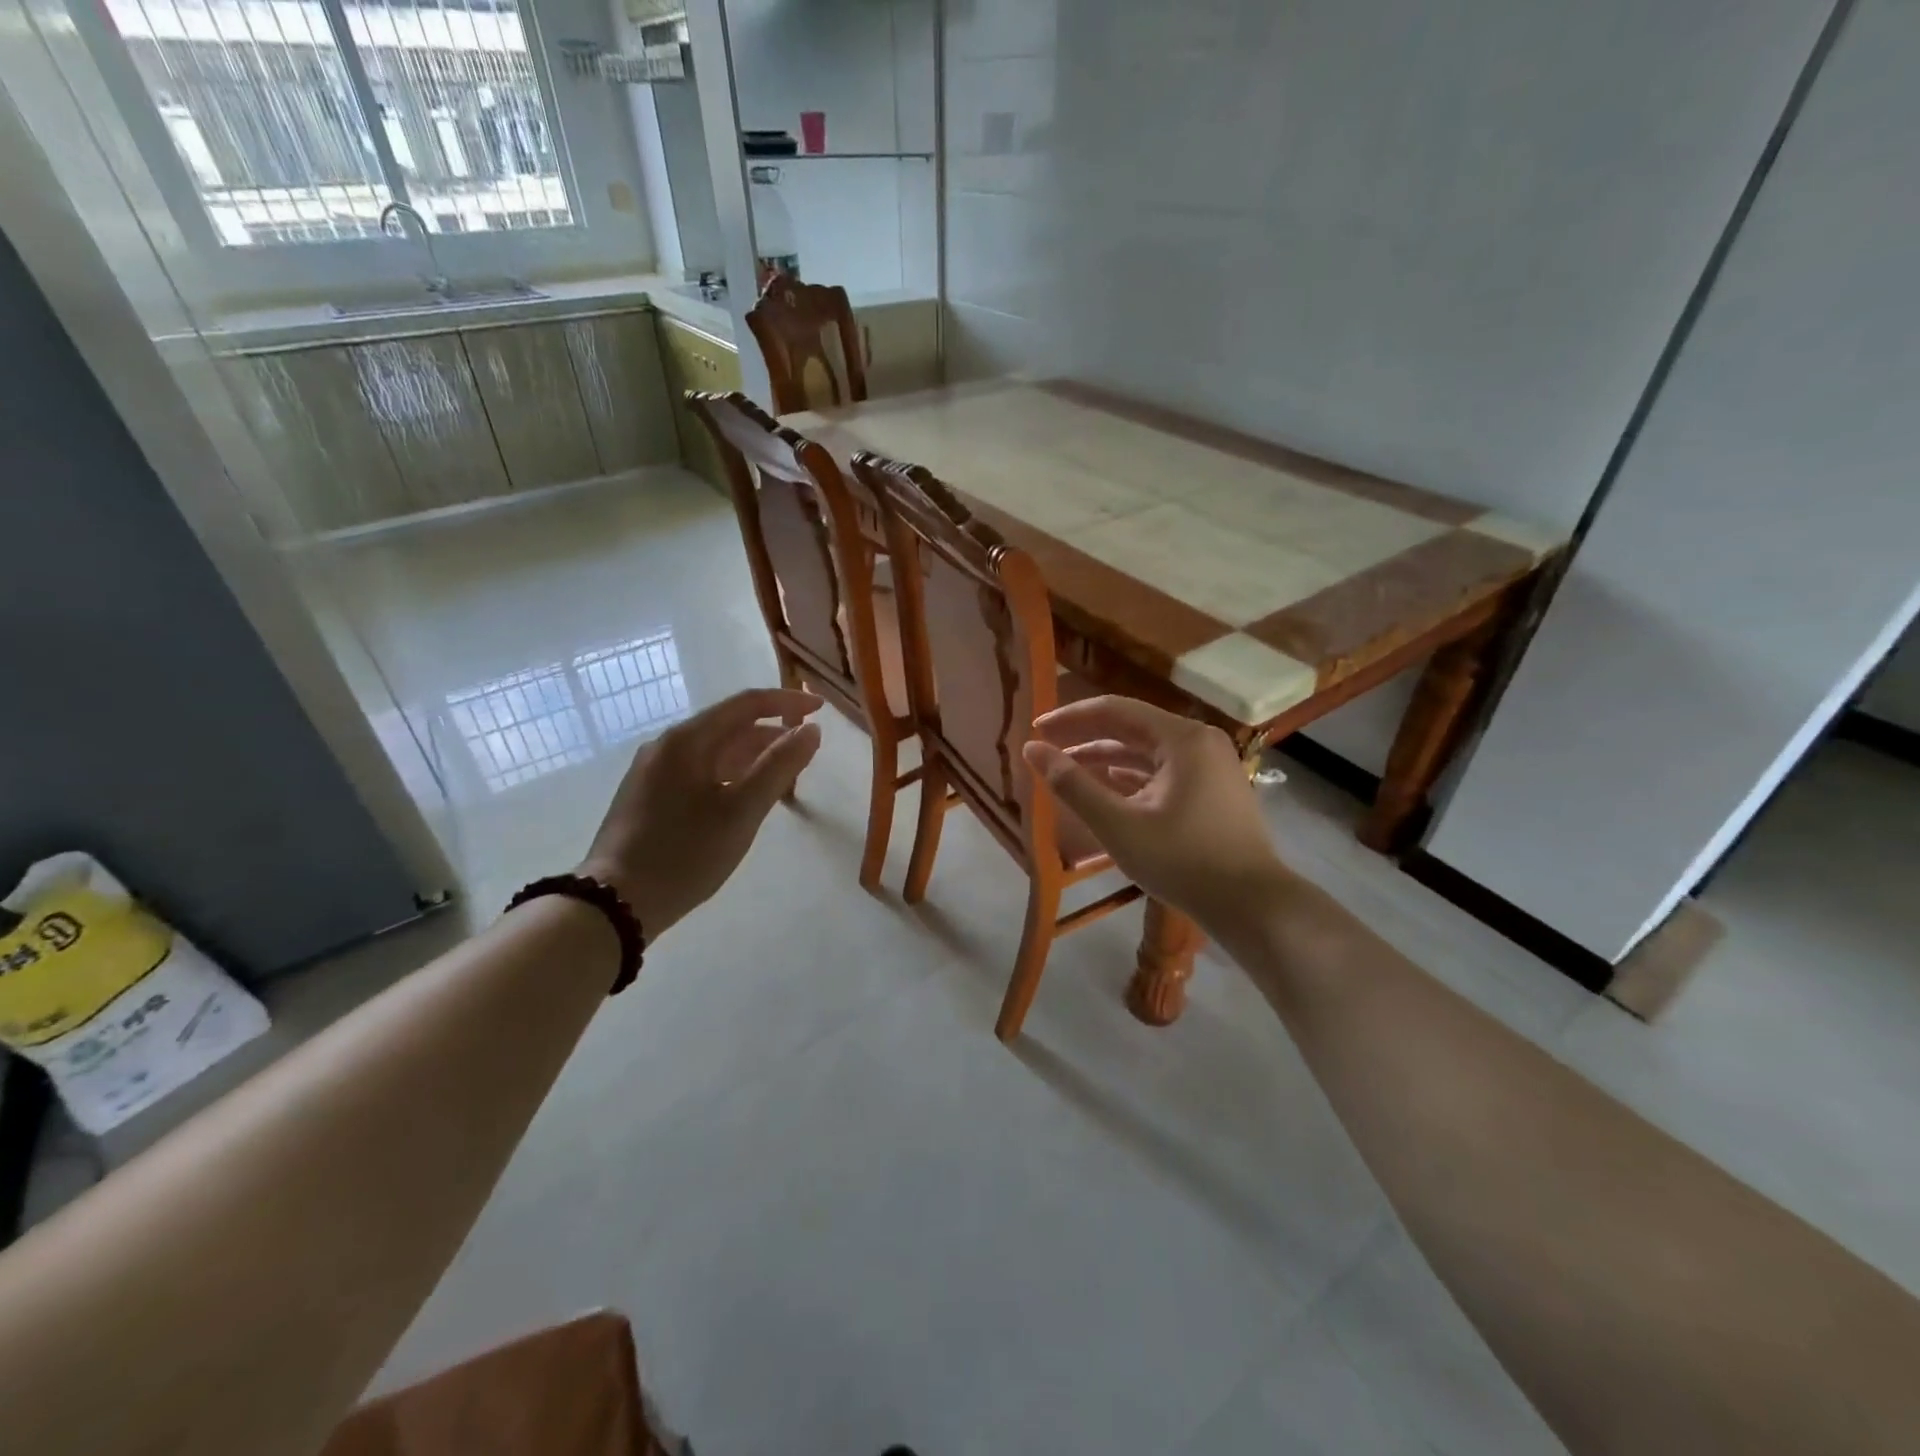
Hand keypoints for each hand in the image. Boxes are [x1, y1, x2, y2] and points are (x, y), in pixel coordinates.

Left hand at [578, 687, 822, 938]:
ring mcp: (653, 771)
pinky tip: (745, 799)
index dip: (787, 702)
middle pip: (730, 727)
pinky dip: (731, 776)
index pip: (746, 705)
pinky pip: (700, 772)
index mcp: (687, 740)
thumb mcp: (741, 812)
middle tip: (807, 756)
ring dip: (753, 759)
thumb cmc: (684, 854)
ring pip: (715, 752)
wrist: (615, 904)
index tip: (821, 710)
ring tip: (784, 780)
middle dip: (772, 736)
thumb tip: (811, 730)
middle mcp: (667, 746)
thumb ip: (779, 767)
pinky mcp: (649, 796)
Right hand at [1023, 695, 1285, 926]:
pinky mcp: (1213, 790)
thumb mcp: (1118, 824)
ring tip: (1065, 771)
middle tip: (1044, 749)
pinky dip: (1130, 777)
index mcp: (1181, 738)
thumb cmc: (1182, 861)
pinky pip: (1162, 771)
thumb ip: (1072, 784)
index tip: (1035, 729)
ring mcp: (1210, 766)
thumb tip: (1032, 750)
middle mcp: (1199, 741)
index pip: (1114, 710)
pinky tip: (1104, 788)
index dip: (1070, 717)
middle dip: (1085, 738)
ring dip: (1105, 760)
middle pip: (1131, 728)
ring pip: (1146, 752)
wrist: (1252, 906)